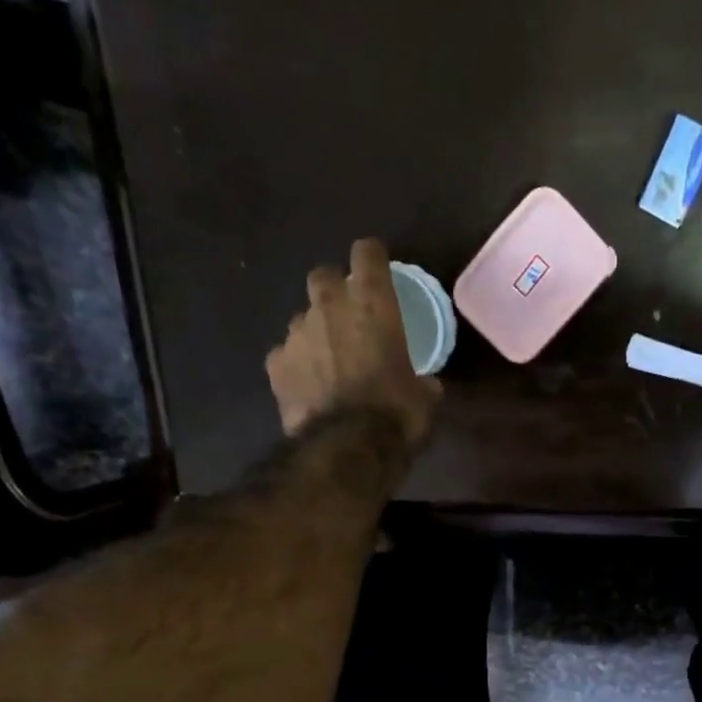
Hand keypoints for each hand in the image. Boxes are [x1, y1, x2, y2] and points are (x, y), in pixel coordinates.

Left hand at [266, 238, 440, 445]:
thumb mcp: (426, 398)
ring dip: (315, 333)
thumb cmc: (397, 414)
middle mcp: (329, 306)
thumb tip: (425, 384)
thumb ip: (423, 379)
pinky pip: (285, 356)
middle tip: (349, 319)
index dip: (372, 258)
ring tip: (328, 363)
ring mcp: (296, 333)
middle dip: (335, 292)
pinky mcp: (275, 364)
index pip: (367, 253)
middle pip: (323, 277)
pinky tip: (308, 388)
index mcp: (372, 303)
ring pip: (303, 319)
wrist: (348, 448)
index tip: (377, 270)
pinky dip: (296, 367)